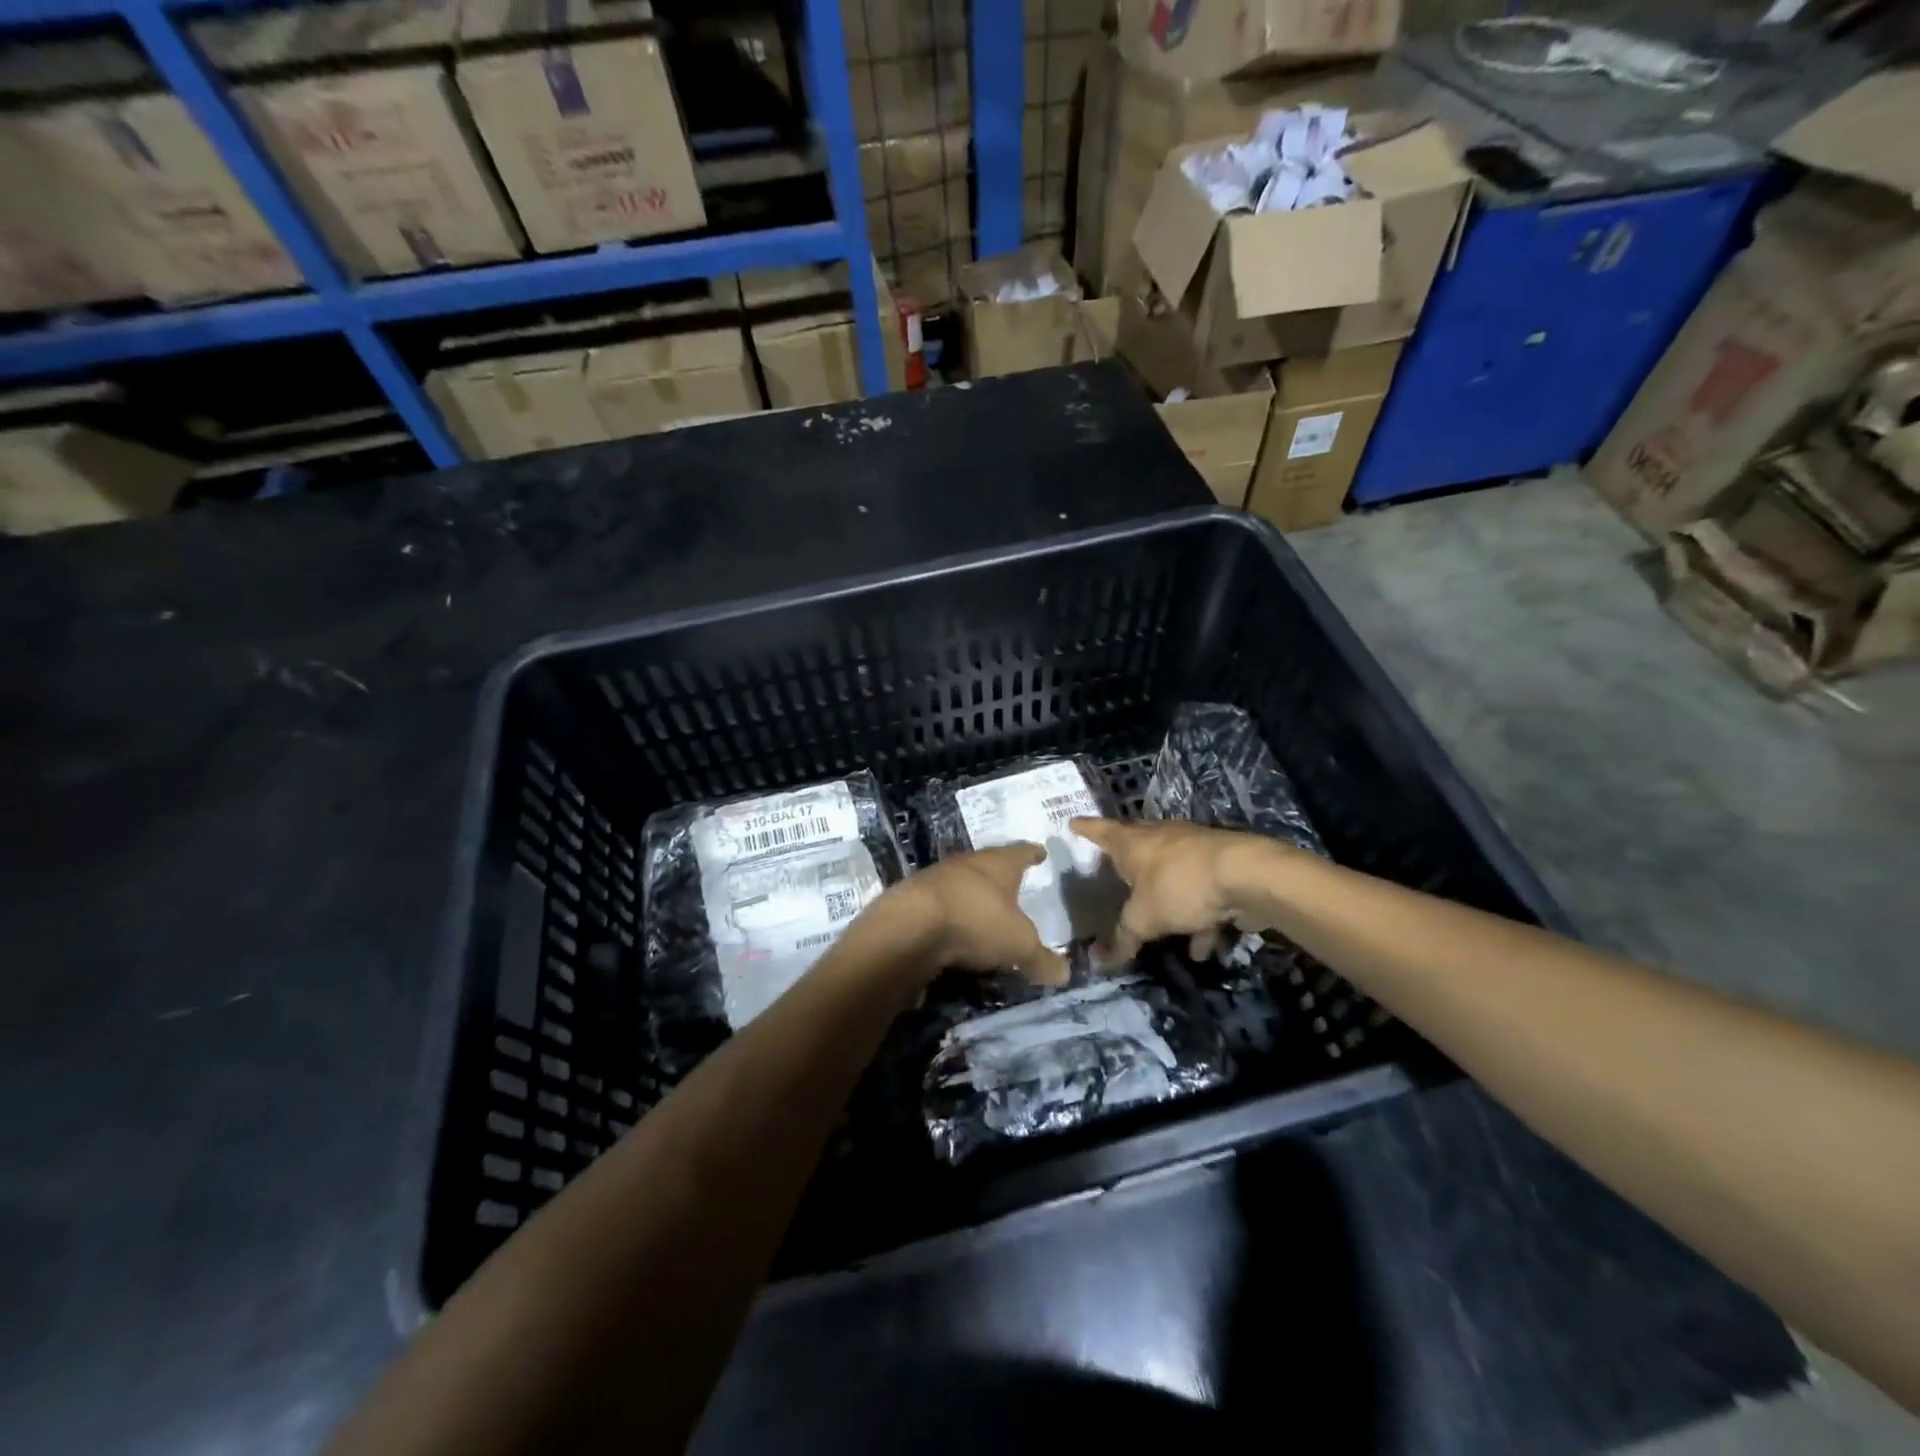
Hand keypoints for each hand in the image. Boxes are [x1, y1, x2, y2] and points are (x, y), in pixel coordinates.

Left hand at [865, 844, 1069, 987]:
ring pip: (962, 883)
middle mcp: (967, 863)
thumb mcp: (1019, 946)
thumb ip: (1042, 960)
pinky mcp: (913, 900)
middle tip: (1013, 885)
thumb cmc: (976, 921)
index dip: (1032, 853)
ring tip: (984, 912)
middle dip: (1000, 875)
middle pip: (989, 864)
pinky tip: (954, 932)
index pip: (1021, 852)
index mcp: (999, 863)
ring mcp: (936, 879)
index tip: (1040, 851)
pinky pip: (940, 906)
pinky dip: (950, 917)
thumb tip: (1065, 973)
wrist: (909, 926)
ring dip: (972, 896)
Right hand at [1070, 819, 1280, 963]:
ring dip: (1166, 901)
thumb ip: (1123, 938)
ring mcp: (1192, 850)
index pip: (1100, 830)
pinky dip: (1198, 919)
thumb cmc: (1180, 886)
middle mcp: (1160, 838)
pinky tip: (1201, 949)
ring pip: (1170, 874)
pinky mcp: (1219, 867)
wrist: (1246, 876)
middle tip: (1111, 872)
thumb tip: (1099, 962)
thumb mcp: (1144, 918)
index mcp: (1132, 842)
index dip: (1085, 829)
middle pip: (1136, 846)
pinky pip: (1200, 894)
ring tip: (1160, 930)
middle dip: (1126, 862)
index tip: (1072, 822)